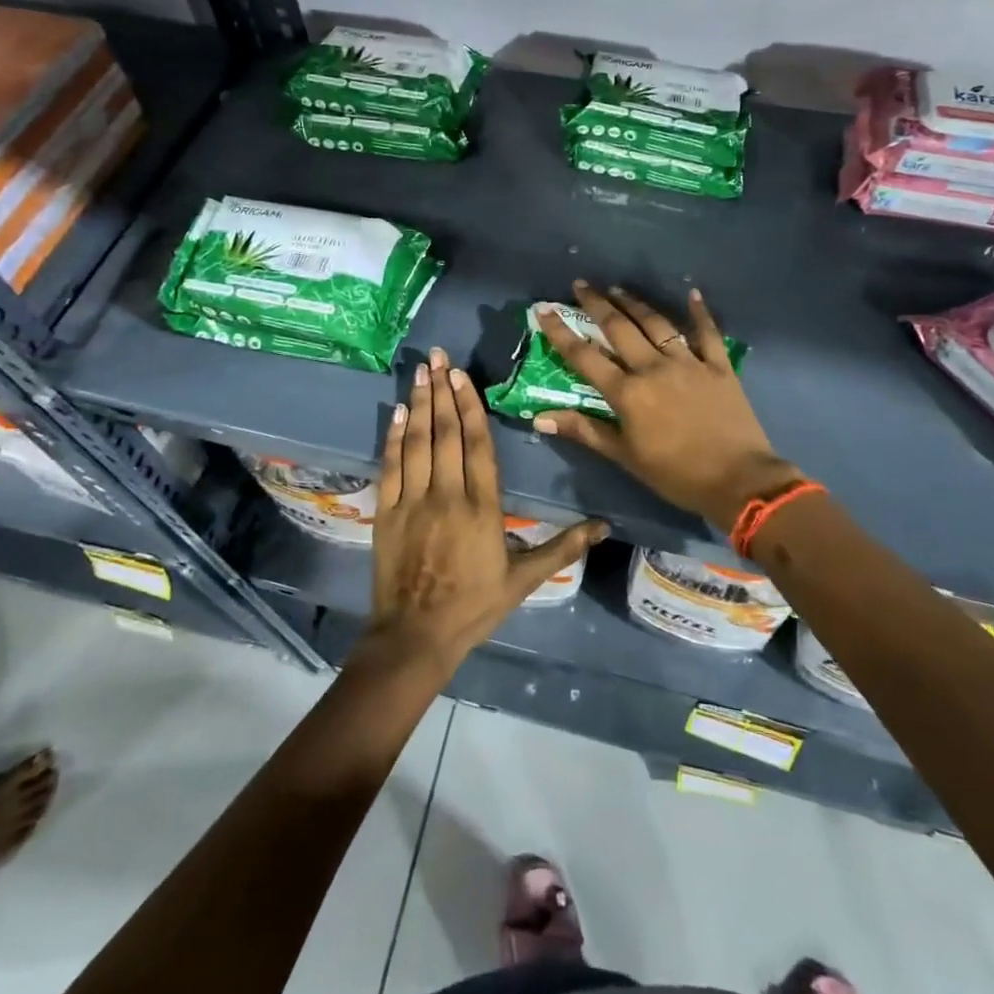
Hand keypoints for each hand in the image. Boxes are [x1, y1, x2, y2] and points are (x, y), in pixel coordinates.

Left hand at [367, 347, 605, 668]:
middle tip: (439, 356)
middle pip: (447, 434)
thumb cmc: (475, 606)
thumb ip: (563, 548)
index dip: (470, 406)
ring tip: (421, 371)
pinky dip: (394, 437)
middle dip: (443, 392)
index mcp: (482, 508)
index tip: (462, 376)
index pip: (478, 445)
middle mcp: (447, 495)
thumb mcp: (525, 580)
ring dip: (420, 404)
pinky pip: (391, 466)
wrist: (417, 636)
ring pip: (418, 443)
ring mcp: (414, 502)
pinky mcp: (387, 512)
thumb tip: (605, 526)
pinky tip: (398, 412)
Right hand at [535, 283, 800, 529]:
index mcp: (627, 393)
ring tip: (618, 289)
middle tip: (581, 285)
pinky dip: (699, 313)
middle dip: (597, 304)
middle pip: (619, 328)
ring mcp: (688, 363)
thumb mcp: (625, 456)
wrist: (739, 480)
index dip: (561, 332)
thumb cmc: (676, 475)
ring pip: (656, 324)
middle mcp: (653, 368)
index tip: (544, 310)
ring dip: (635, 303)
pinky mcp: (718, 366)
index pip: (585, 357)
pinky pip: (707, 333)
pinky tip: (692, 294)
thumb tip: (539, 417)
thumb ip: (584, 430)